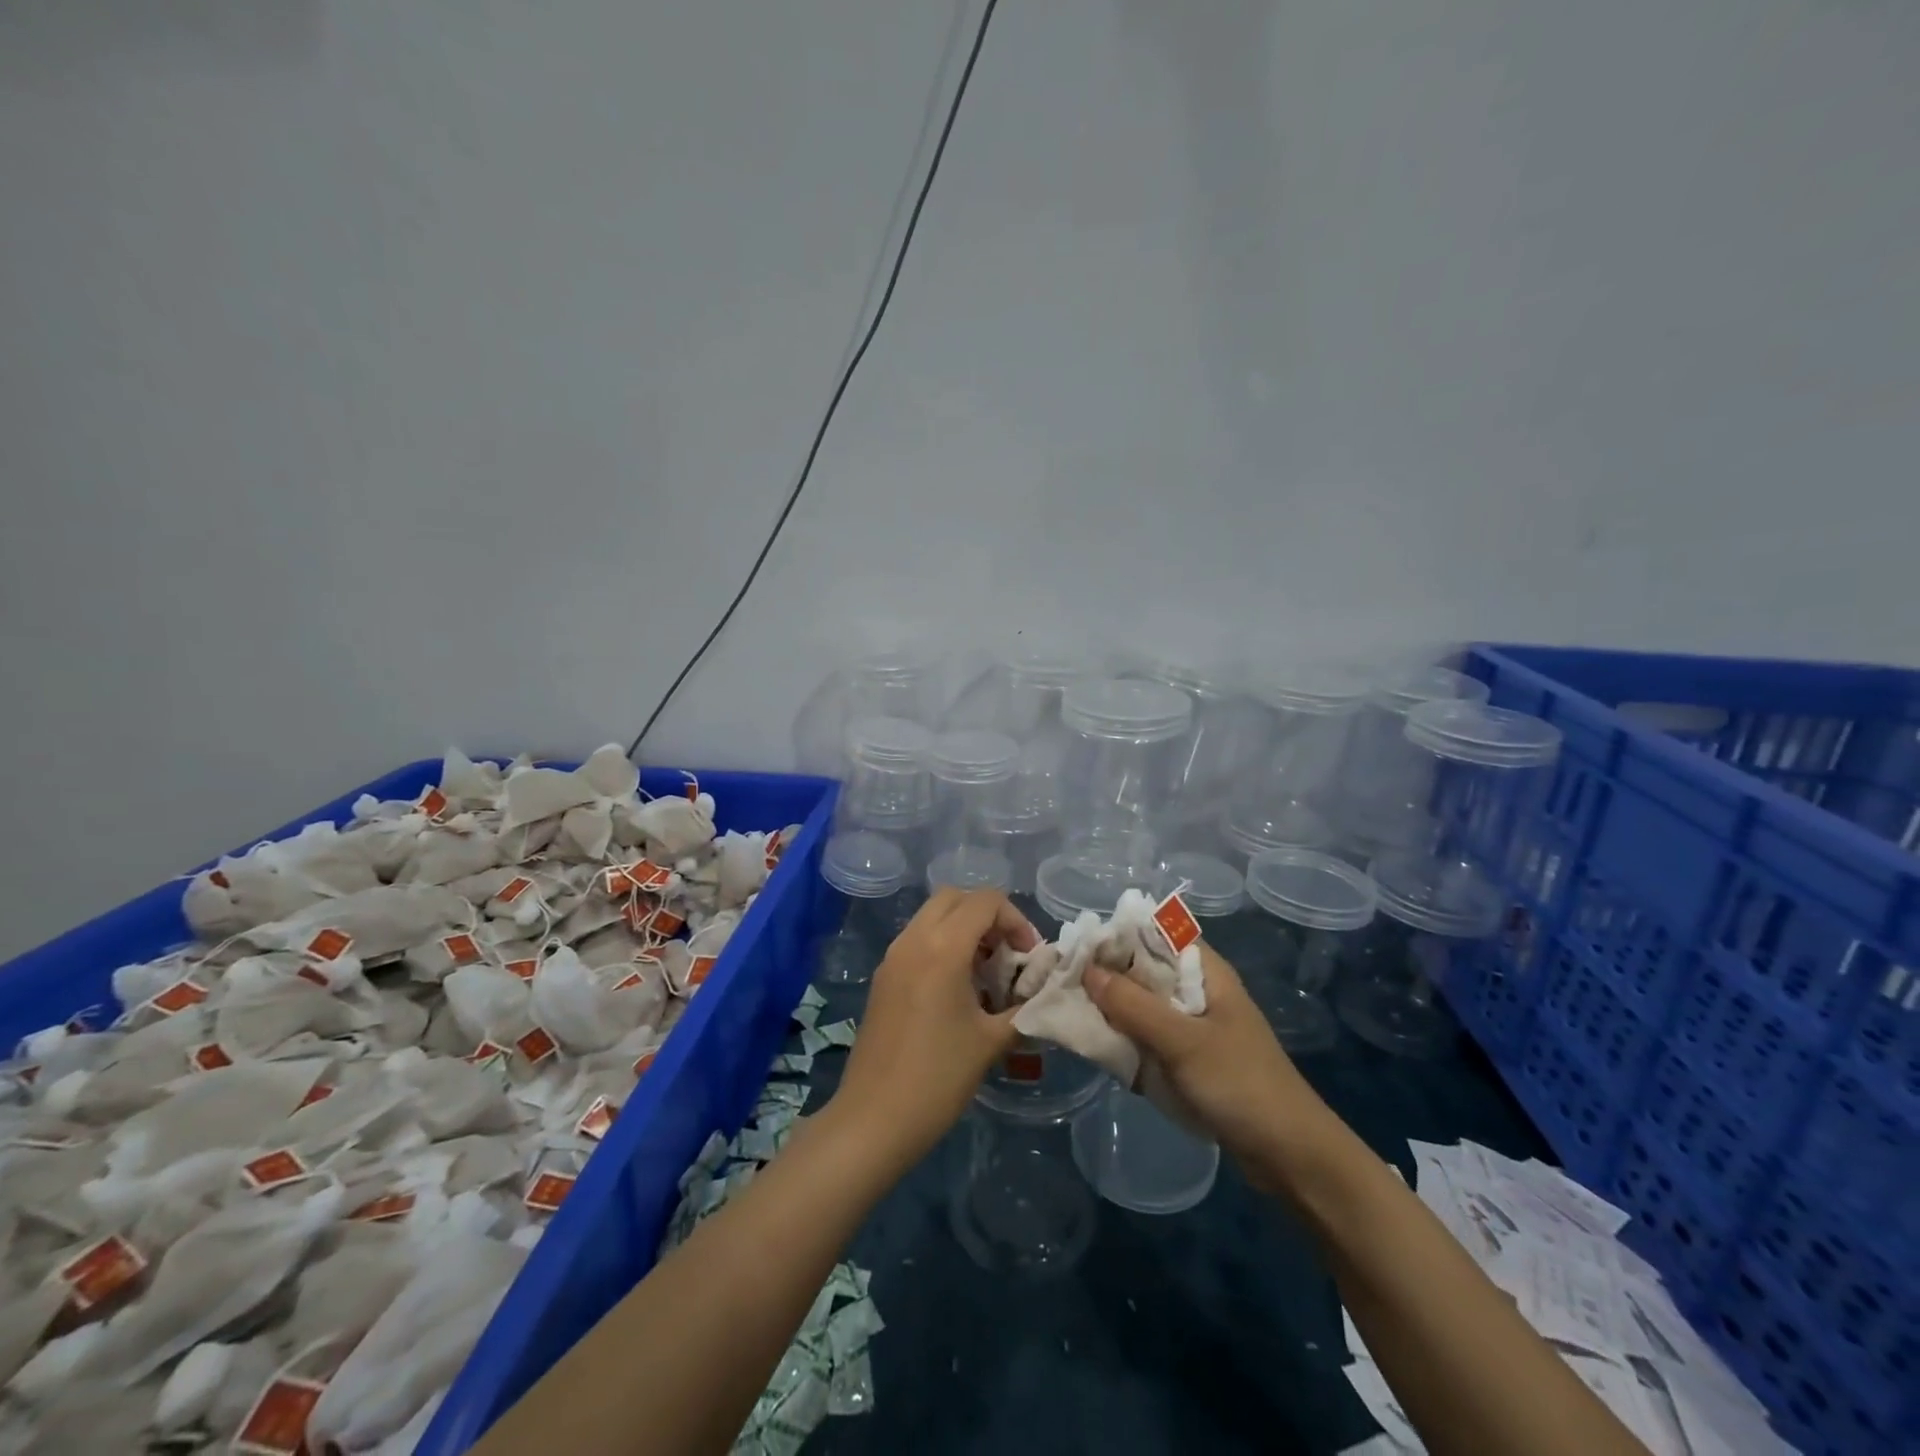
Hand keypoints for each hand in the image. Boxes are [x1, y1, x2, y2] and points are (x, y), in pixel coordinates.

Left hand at [831, 888, 1037, 1167]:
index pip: (985, 901)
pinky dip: (942, 945)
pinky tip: (958, 990)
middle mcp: (913, 939)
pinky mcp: (883, 977)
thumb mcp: (992, 1041)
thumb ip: (1025, 1008)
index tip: (1028, 957)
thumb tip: (1044, 994)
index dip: (1016, 920)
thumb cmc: (938, 1077)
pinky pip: (917, 940)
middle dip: (988, 917)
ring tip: (986, 974)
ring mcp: (892, 957)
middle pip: (955, 898)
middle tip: (1007, 955)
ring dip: (964, 930)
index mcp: (942, 946)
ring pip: (933, 916)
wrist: (874, 1119)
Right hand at [1083, 941, 1336, 1188]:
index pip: (1156, 934)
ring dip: (1114, 1010)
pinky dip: (1126, 1039)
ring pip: (1143, 1006)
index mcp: (1206, 973)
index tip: (1077, 948)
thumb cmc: (1240, 1084)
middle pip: (1145, 970)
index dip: (1118, 936)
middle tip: (1065, 984)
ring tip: (1072, 1014)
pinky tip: (1099, 1047)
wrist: (1290, 1156)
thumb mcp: (1182, 1042)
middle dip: (1108, 976)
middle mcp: (1198, 992)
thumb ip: (1133, 1005)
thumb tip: (1087, 971)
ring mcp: (1194, 1028)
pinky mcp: (1189, 1060)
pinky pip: (1149, 1038)